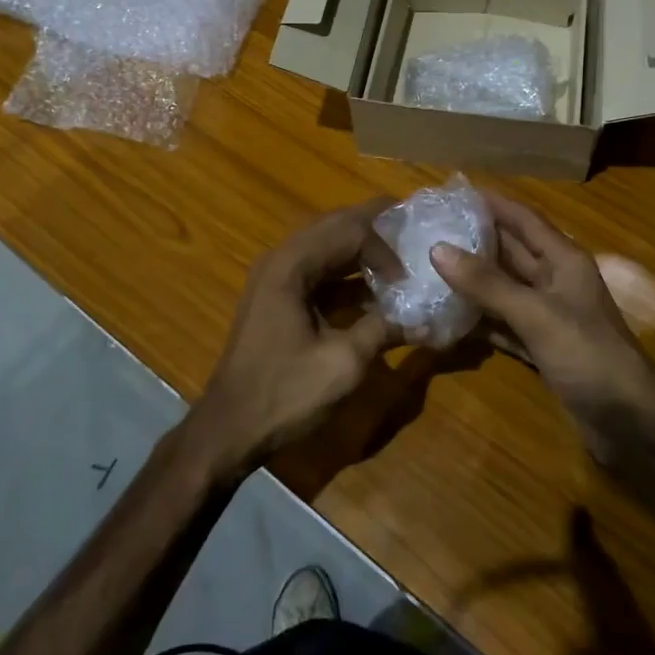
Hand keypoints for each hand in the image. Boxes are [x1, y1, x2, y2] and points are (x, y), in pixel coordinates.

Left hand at [187, 198, 399, 475]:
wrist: (230, 428)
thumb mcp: (343, 363)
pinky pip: (319, 271)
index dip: (385, 248)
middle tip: (413, 228)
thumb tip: (424, 319)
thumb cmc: (284, 393)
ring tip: (401, 256)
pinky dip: (348, 274)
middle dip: (375, 227)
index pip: (349, 231)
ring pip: (327, 247)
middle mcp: (281, 260)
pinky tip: (374, 293)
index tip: (409, 278)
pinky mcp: (279, 299)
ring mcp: (276, 278)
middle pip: (335, 226)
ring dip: (362, 250)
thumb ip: (383, 330)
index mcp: (292, 265)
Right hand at [431, 193, 654, 451]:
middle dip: (474, 239)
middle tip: (430, 229)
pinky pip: (504, 323)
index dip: (492, 203)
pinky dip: (480, 319)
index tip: (453, 192)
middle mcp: (556, 281)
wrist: (631, 423)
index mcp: (564, 260)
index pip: (523, 219)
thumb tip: (438, 248)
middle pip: (511, 252)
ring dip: (472, 280)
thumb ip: (487, 283)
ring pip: (504, 288)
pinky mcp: (542, 348)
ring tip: (429, 266)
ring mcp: (548, 316)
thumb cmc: (588, 355)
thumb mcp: (536, 314)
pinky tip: (449, 316)